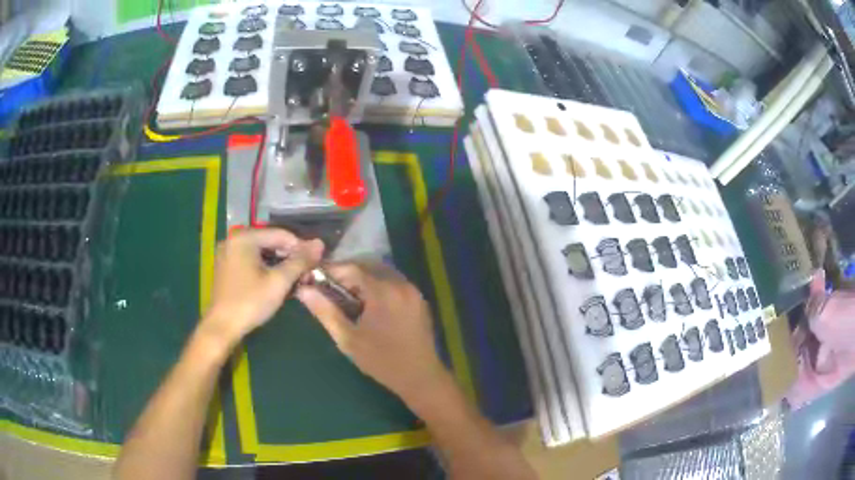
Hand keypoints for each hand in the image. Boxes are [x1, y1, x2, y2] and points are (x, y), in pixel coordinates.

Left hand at [202, 228, 323, 348]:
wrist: (222, 327)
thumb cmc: (250, 303)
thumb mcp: (279, 282)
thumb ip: (300, 261)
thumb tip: (320, 243)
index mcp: (244, 237)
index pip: (281, 234)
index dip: (301, 248)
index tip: (315, 265)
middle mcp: (234, 239)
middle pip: (271, 241)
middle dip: (290, 257)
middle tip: (306, 275)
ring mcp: (228, 252)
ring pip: (262, 252)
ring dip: (280, 264)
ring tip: (295, 280)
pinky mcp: (227, 265)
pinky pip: (252, 260)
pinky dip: (266, 268)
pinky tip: (277, 282)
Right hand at [296, 262, 448, 401]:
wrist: (420, 377)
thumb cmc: (382, 361)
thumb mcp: (348, 339)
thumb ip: (325, 311)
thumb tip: (303, 291)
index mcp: (383, 292)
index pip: (352, 268)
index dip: (331, 270)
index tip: (313, 278)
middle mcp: (401, 284)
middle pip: (368, 265)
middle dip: (346, 273)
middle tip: (328, 287)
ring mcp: (413, 290)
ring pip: (381, 272)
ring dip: (362, 278)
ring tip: (345, 295)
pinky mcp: (419, 299)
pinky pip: (394, 282)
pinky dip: (377, 284)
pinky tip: (368, 303)